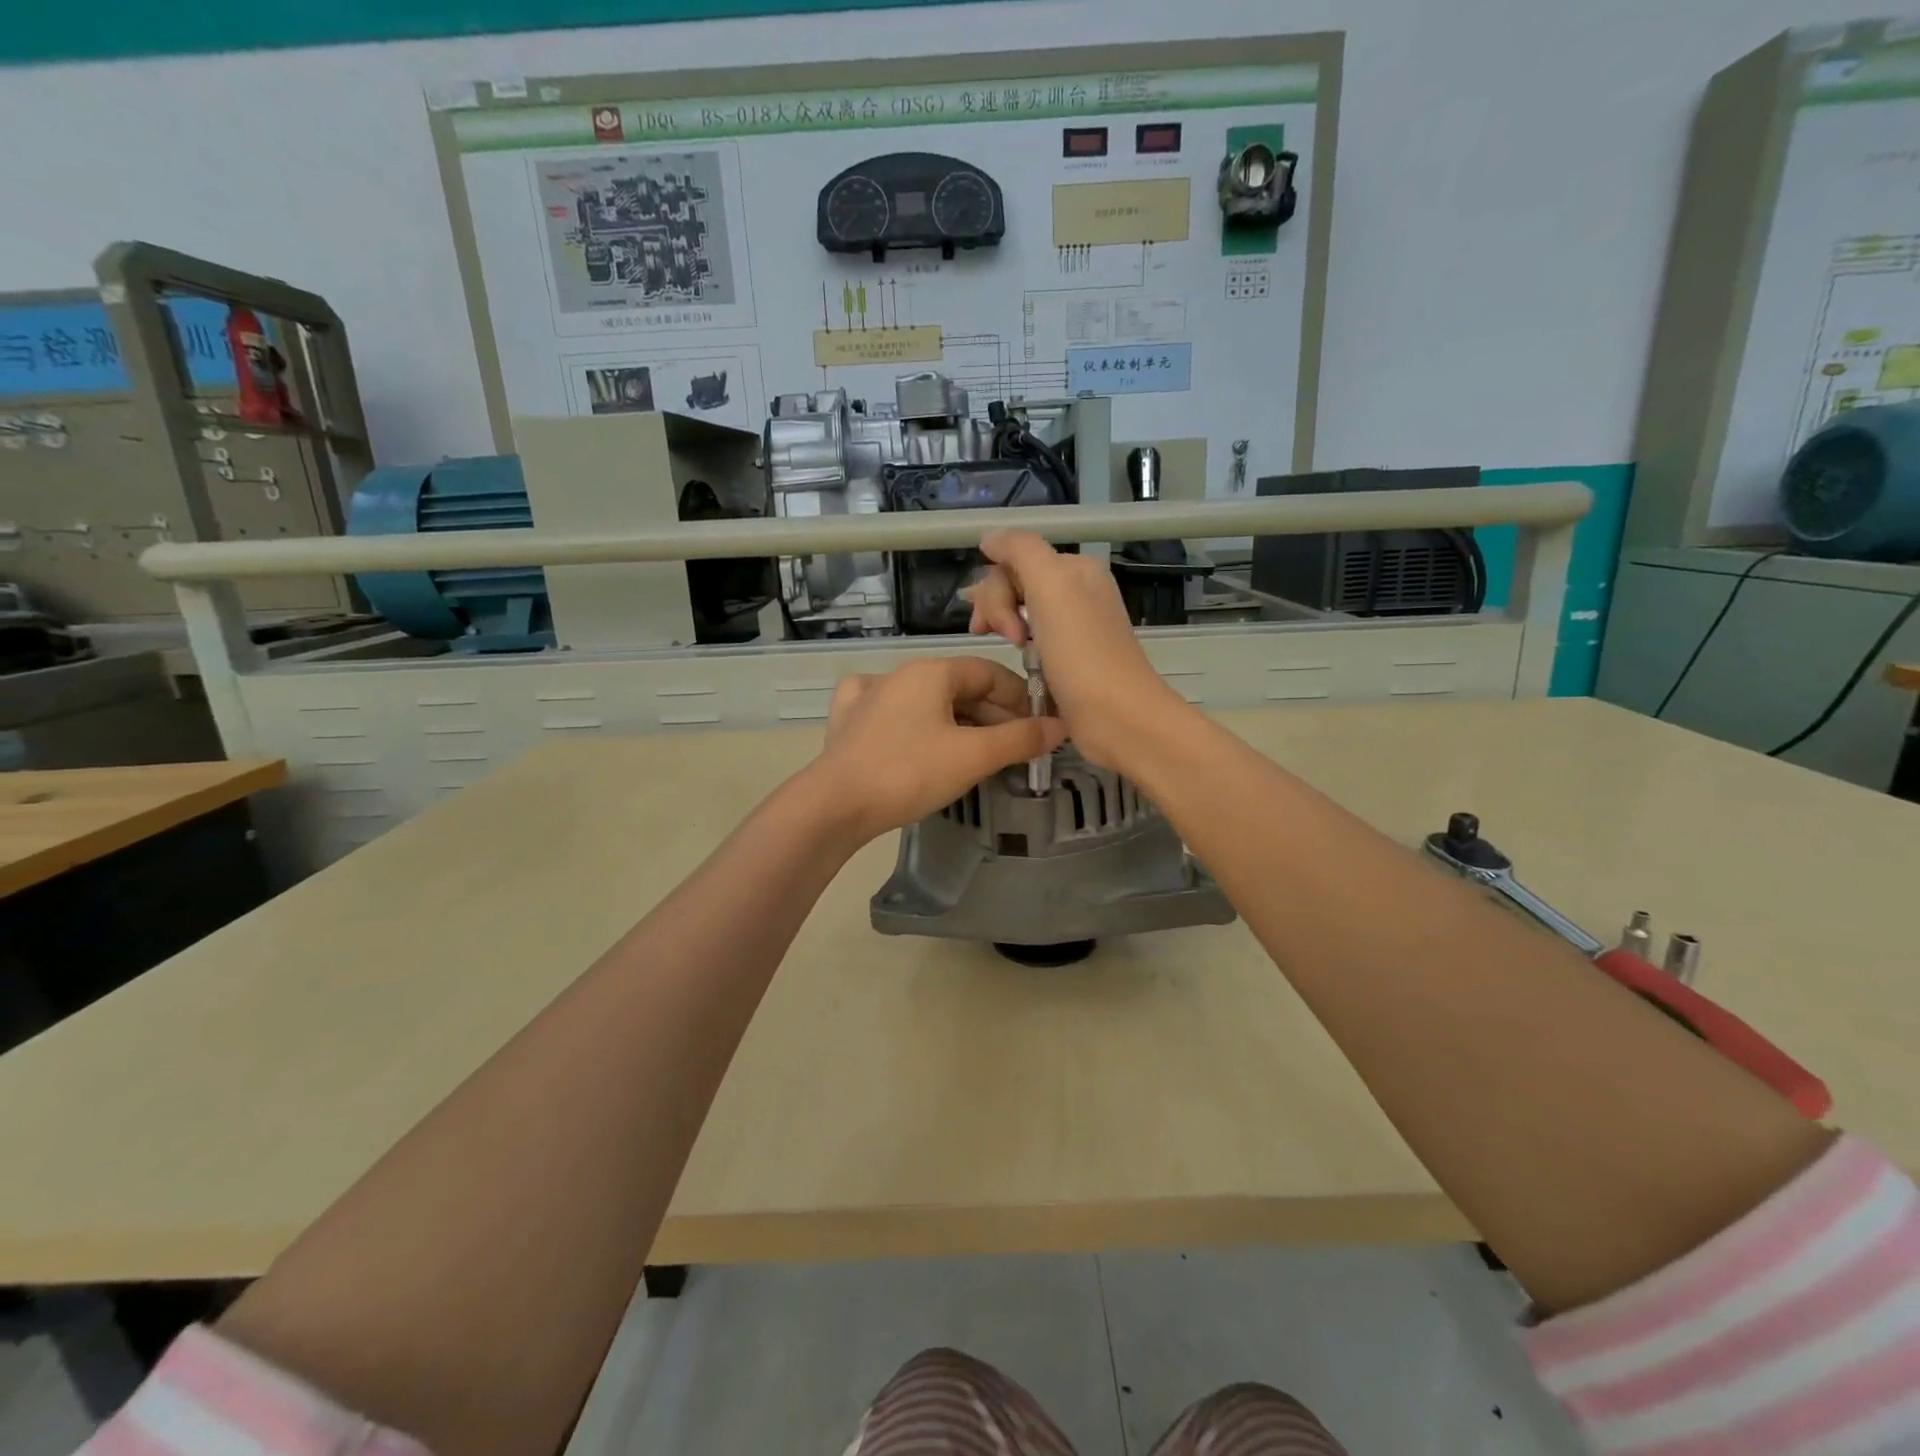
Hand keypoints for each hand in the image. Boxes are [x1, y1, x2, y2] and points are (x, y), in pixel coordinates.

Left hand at [811, 656, 1066, 840]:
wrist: (836, 804)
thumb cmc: (910, 772)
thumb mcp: (973, 756)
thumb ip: (1020, 739)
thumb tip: (1060, 726)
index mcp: (931, 671)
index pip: (989, 672)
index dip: (1020, 697)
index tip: (1039, 726)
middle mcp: (900, 674)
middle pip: (959, 687)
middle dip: (992, 715)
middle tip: (1015, 747)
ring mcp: (868, 695)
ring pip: (927, 702)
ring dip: (959, 723)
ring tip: (980, 753)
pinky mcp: (848, 722)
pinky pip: (891, 712)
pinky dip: (915, 723)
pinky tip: (917, 734)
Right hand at [966, 530, 1190, 769]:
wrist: (1117, 717)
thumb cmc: (1081, 653)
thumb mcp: (1051, 585)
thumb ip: (1020, 550)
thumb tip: (989, 538)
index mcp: (1075, 570)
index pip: (1015, 560)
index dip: (996, 588)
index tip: (995, 625)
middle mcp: (1077, 592)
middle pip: (1016, 584)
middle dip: (997, 608)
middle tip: (1002, 639)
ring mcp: (1073, 627)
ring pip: (1020, 611)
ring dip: (1004, 626)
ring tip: (1007, 649)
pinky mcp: (1069, 659)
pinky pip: (1032, 640)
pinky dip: (1019, 647)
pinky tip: (1018, 661)